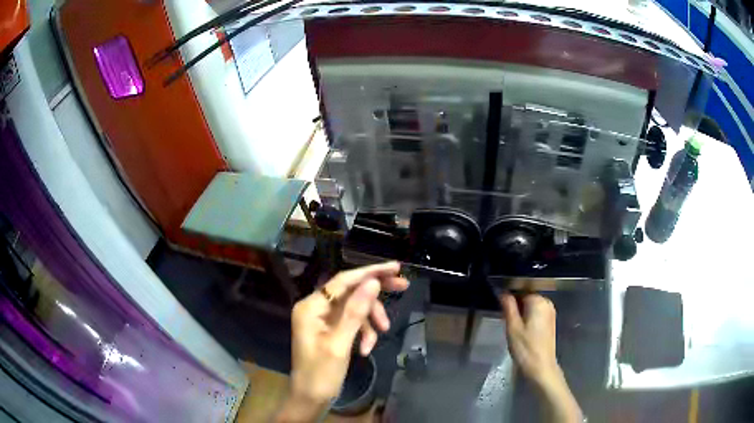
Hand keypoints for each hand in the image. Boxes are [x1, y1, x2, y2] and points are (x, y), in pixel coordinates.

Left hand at [279, 262, 407, 420]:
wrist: (310, 398)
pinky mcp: (330, 330)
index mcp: (311, 307)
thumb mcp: (340, 344)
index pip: (343, 281)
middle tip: (403, 287)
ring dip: (371, 320)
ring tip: (382, 335)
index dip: (370, 272)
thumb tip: (372, 282)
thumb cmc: (321, 374)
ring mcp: (323, 319)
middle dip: (375, 294)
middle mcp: (315, 307)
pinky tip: (367, 348)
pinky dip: (364, 332)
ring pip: (355, 308)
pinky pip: (352, 322)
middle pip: (350, 291)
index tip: (396, 268)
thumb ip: (355, 312)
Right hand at [500, 293, 559, 386]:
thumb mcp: (512, 327)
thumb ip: (508, 307)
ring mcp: (550, 312)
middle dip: (515, 304)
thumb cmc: (525, 347)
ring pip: (531, 305)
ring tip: (511, 324)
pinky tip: (521, 329)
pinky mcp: (550, 321)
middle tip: (504, 318)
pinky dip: (528, 317)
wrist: (541, 367)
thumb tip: (502, 292)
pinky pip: (536, 313)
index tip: (499, 306)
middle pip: (527, 296)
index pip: (520, 290)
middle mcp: (547, 303)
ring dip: (521, 311)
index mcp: (538, 301)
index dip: (508, 296)